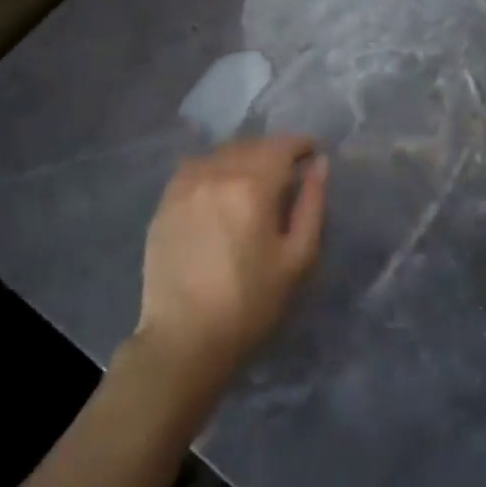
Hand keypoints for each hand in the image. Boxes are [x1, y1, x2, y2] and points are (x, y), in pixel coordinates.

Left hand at [130, 135, 328, 404]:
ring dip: (244, 157)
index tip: (313, 154)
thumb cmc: (250, 305)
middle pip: (252, 145)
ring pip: (222, 153)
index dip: (302, 145)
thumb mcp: (297, 259)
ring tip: (255, 180)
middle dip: (274, 151)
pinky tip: (221, 190)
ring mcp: (185, 184)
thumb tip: (320, 164)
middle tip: (288, 172)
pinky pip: (196, 167)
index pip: (282, 146)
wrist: (184, 341)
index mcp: (252, 185)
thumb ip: (312, 204)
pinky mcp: (165, 201)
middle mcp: (216, 173)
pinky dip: (215, 168)